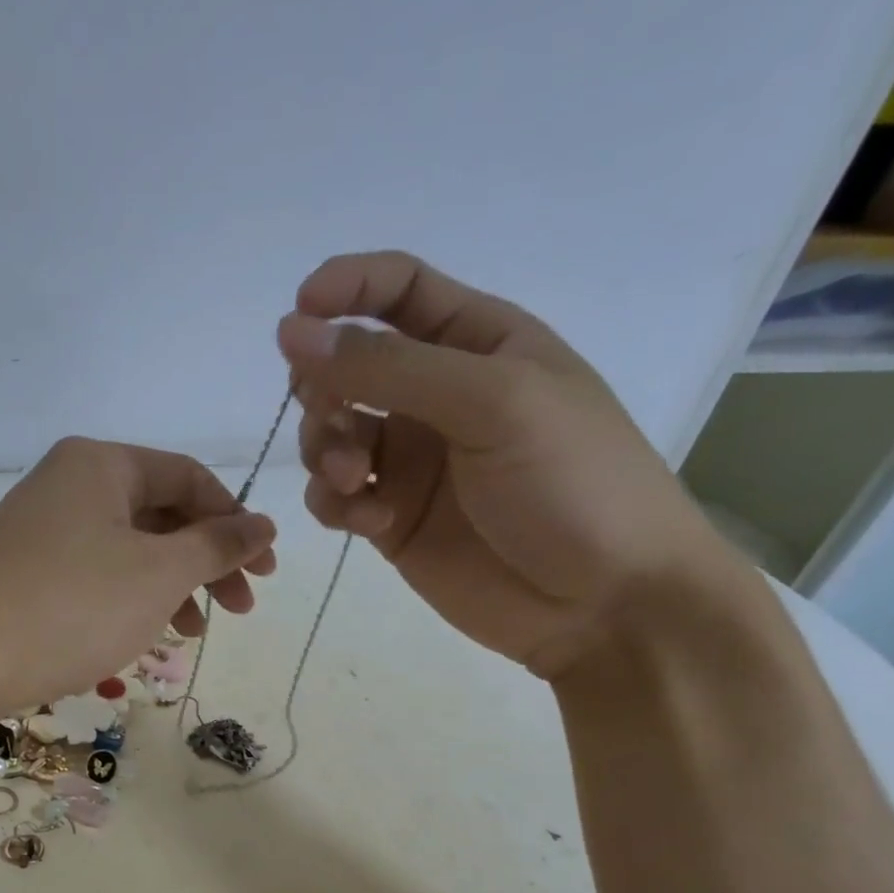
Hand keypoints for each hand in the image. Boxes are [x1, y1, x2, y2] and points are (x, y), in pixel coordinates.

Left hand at [0, 437, 276, 719]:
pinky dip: (129, 599)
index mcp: (99, 464)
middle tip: (239, 609)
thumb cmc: (73, 607)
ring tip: (193, 632)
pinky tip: (144, 635)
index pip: (189, 477)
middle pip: (159, 513)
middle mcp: (67, 484)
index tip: (264, 570)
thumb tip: (263, 525)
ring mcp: (41, 529)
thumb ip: (217, 545)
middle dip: (205, 561)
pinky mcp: (25, 571)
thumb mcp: (159, 574)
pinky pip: (95, 574)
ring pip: (128, 549)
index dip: (235, 521)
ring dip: (171, 586)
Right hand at [276, 251, 740, 677]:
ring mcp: (411, 462)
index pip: (399, 291)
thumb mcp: (491, 403)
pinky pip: (335, 496)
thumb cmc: (571, 482)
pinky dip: (336, 503)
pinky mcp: (391, 519)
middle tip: (336, 421)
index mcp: (478, 344)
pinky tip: (368, 522)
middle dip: (326, 390)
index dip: (345, 290)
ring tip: (355, 483)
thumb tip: (291, 333)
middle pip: (348, 368)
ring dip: (326, 451)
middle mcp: (436, 397)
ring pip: (330, 435)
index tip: (297, 314)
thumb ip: (388, 368)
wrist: (601, 603)